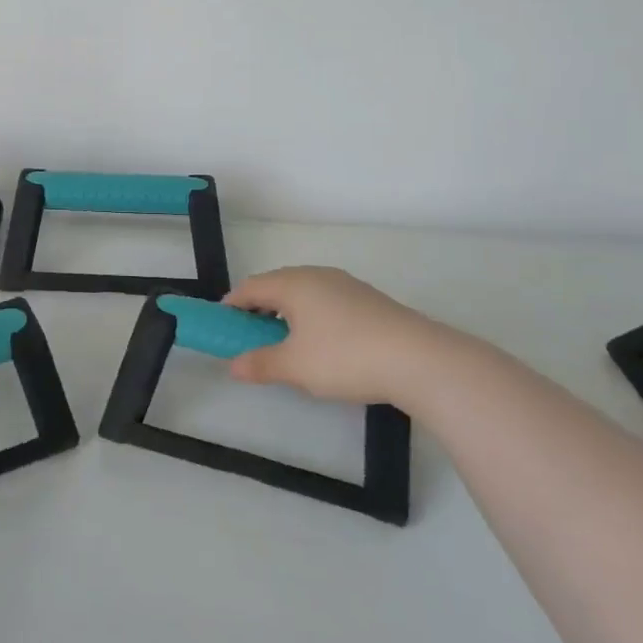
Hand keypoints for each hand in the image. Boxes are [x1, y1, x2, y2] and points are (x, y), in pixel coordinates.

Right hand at [223, 266, 493, 409]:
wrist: (420, 360)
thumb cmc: (345, 357)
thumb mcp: (294, 367)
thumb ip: (260, 364)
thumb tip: (232, 366)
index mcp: (293, 284)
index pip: (250, 287)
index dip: (231, 305)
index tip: (222, 326)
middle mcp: (317, 276)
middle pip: (276, 285)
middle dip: (258, 308)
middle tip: (250, 337)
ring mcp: (346, 285)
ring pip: (304, 293)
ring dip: (286, 313)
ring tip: (285, 342)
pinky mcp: (369, 300)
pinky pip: (326, 301)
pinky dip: (312, 316)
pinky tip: (321, 343)